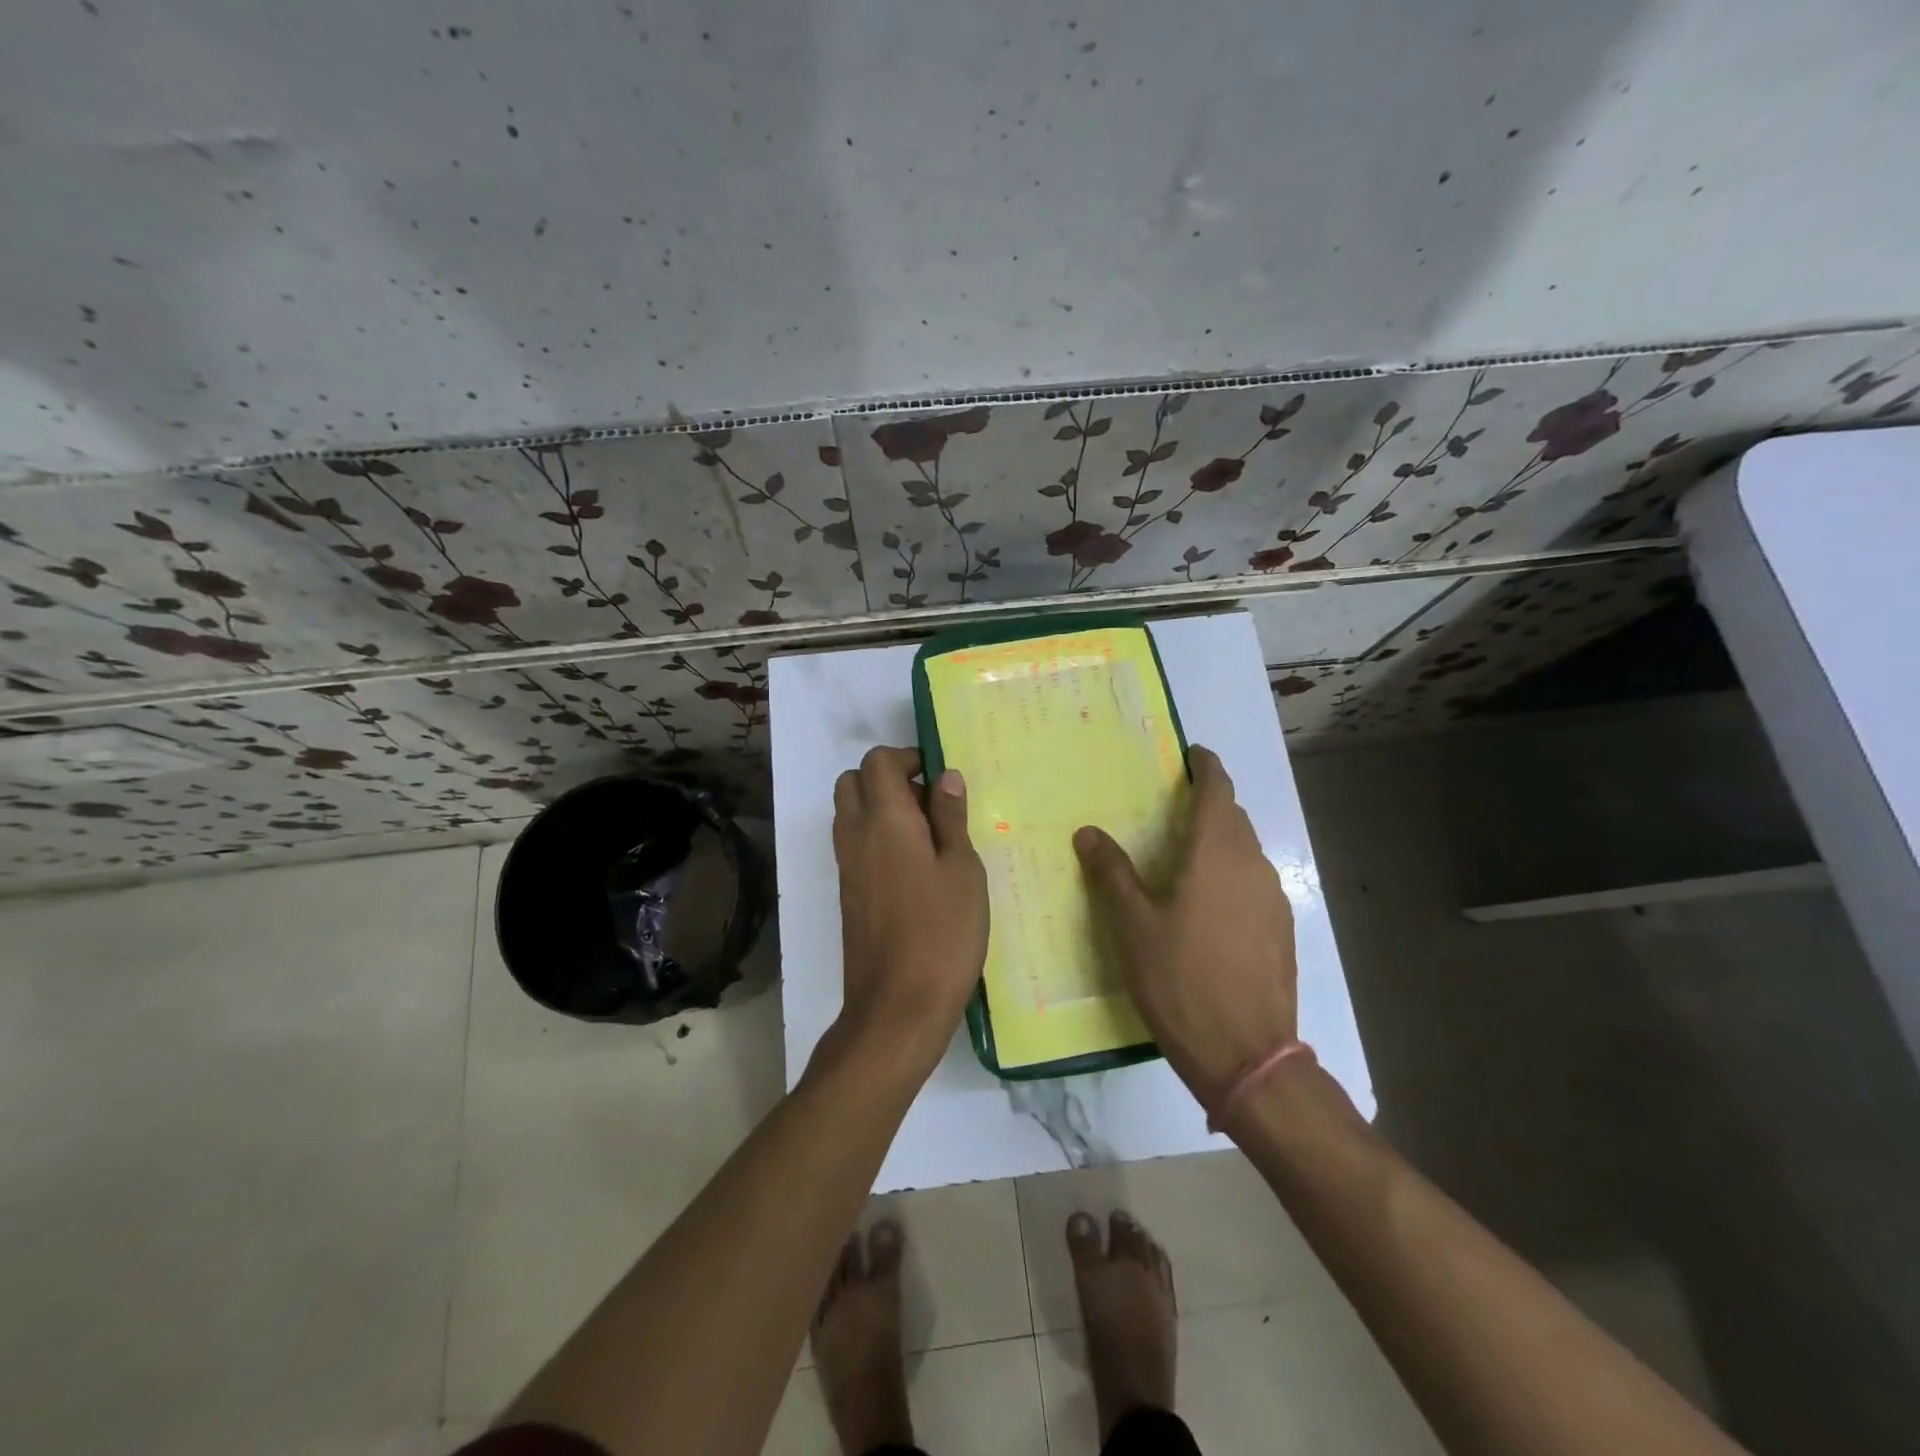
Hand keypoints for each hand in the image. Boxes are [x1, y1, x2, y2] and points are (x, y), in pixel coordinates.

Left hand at [831, 746, 988, 1071]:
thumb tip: (945, 777)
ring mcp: (846, 866)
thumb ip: (950, 818)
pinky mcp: (848, 893)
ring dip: (881, 808)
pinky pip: (854, 844)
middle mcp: (855, 834)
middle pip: (853, 782)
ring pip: (850, 813)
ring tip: (928, 836)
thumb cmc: (942, 933)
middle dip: (888, 778)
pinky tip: (916, 868)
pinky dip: (876, 837)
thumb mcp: (962, 870)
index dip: (907, 758)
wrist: (897, 1007)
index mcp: (884, 819)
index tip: (940, 778)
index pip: (877, 762)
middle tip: (930, 803)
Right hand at [1073, 745, 1297, 1105]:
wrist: (1247, 1054)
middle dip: (1209, 804)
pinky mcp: (1281, 930)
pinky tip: (1209, 904)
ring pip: (1245, 851)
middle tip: (1174, 806)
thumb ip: (1112, 873)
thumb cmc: (1180, 979)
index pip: (1218, 791)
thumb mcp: (1133, 926)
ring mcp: (1273, 899)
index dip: (1207, 767)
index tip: (1193, 754)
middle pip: (1233, 818)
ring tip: (1186, 855)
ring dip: (1219, 841)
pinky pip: (1254, 882)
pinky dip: (1231, 874)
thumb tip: (1088, 832)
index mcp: (1215, 853)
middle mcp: (1252, 865)